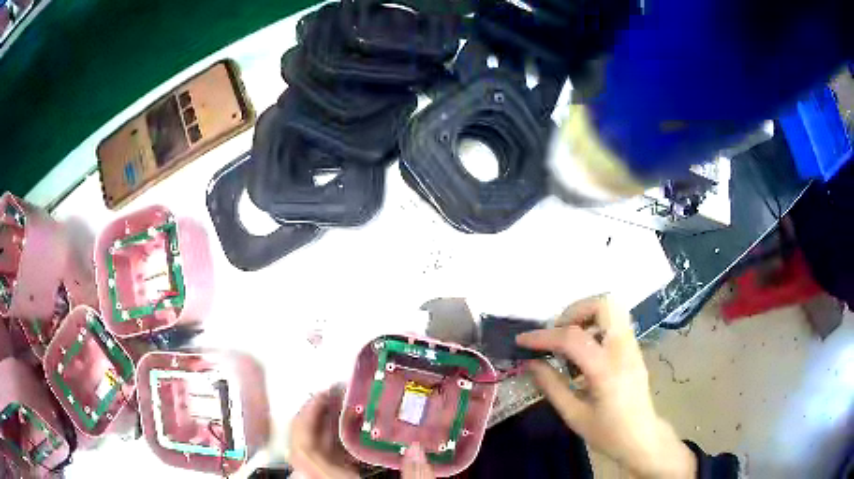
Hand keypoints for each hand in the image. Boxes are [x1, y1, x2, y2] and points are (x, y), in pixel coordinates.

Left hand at [289, 388, 435, 478]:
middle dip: (317, 417)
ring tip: (347, 409)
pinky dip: (337, 447)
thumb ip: (416, 478)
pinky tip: (355, 439)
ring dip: (327, 430)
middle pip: (305, 446)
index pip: (301, 450)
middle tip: (338, 395)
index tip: (320, 396)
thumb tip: (419, 448)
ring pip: (315, 454)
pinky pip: (327, 463)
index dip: (304, 419)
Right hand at [516, 296, 696, 478]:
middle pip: (604, 304)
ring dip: (586, 315)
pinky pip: (615, 322)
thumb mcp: (574, 415)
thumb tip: (531, 362)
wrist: (641, 438)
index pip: (573, 338)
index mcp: (607, 370)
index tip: (522, 340)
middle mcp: (623, 350)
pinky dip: (596, 325)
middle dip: (574, 311)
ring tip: (569, 341)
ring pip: (612, 308)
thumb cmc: (607, 432)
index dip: (543, 336)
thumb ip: (552, 386)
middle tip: (557, 333)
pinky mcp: (635, 348)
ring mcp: (633, 346)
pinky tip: (585, 351)